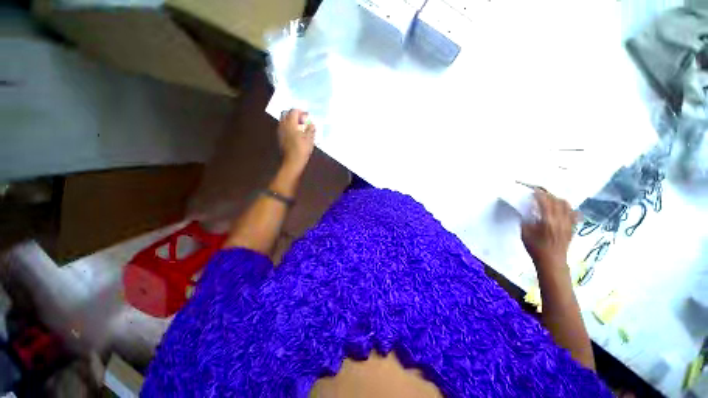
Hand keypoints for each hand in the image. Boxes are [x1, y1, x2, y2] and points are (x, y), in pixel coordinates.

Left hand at [278, 109, 315, 173]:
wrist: (293, 161)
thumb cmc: (303, 150)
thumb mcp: (310, 139)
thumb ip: (311, 129)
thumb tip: (311, 123)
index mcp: (291, 124)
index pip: (294, 111)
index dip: (301, 111)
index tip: (307, 115)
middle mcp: (284, 125)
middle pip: (286, 113)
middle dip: (294, 114)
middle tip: (302, 119)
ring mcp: (280, 131)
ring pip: (284, 120)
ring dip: (291, 120)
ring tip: (300, 126)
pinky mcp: (280, 137)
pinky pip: (283, 127)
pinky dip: (289, 126)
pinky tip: (296, 132)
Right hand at [521, 188, 578, 270]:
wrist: (552, 262)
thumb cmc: (535, 248)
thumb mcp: (525, 233)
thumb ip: (526, 219)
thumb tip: (527, 210)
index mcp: (547, 220)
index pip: (545, 201)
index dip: (538, 194)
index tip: (532, 190)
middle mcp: (560, 219)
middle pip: (556, 200)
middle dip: (547, 194)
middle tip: (539, 193)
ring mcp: (568, 223)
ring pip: (566, 205)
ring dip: (557, 199)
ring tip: (549, 200)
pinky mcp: (572, 227)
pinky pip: (573, 213)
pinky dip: (567, 208)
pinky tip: (561, 209)